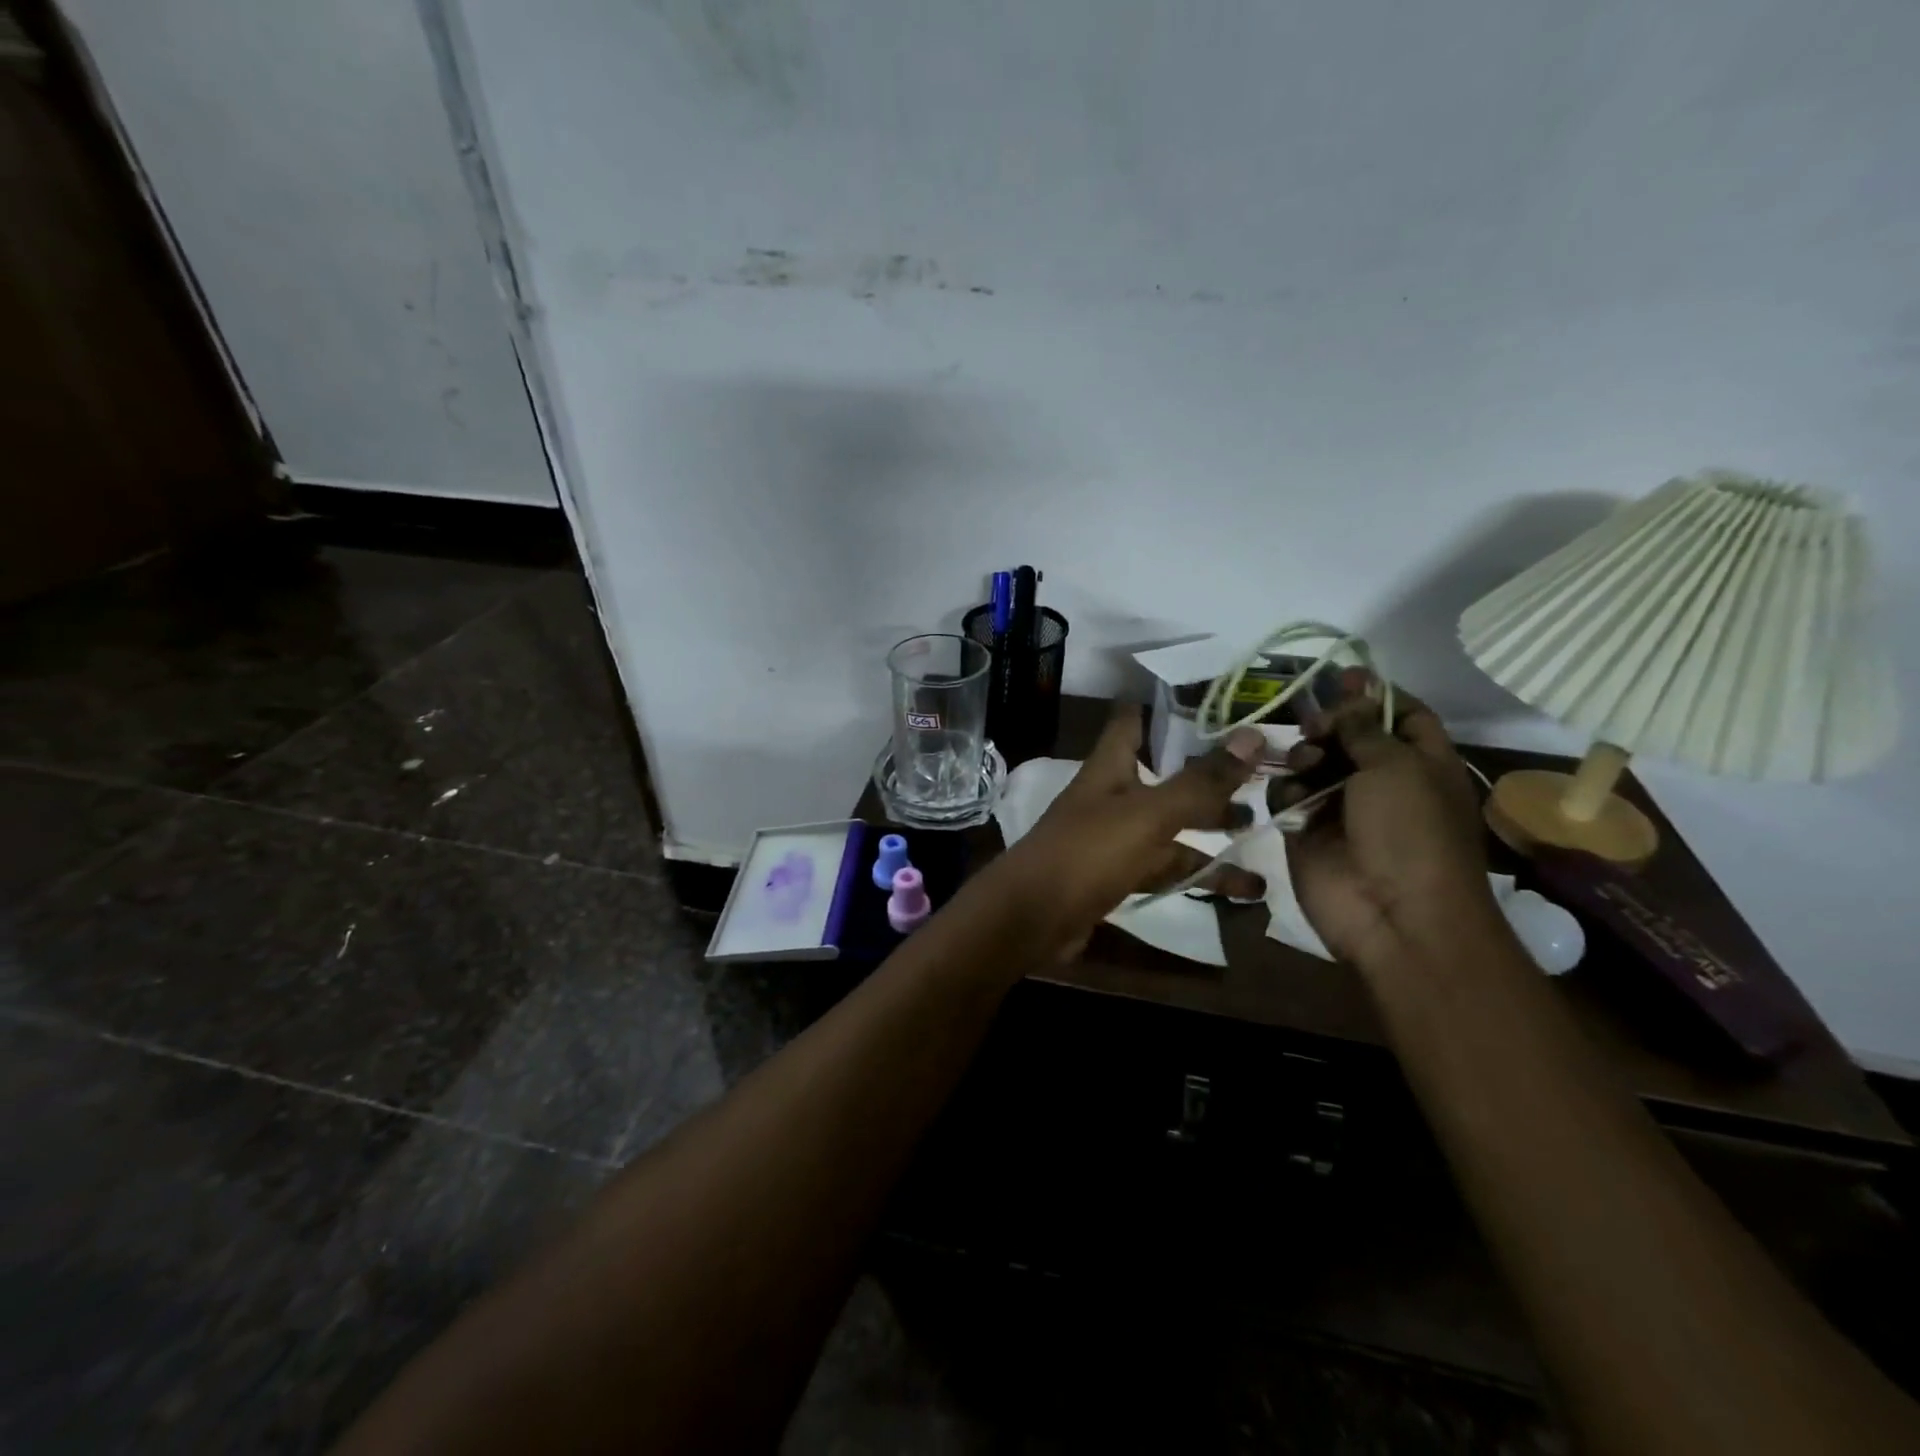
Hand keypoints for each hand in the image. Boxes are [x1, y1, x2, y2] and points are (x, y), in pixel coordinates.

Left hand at [987, 707, 1265, 956]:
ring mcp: (1114, 838)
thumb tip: (1253, 735)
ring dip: (1213, 832)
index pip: (1134, 720)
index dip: (1168, 706)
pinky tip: (1245, 890)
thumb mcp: (1148, 814)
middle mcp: (1112, 796)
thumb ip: (1200, 782)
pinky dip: (1200, 876)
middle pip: (1165, 777)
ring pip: (1171, 828)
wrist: (1032, 918)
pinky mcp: (1118, 876)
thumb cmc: (1087, 852)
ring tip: (1265, 834)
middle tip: (1263, 774)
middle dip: (1209, 777)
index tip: (1218, 700)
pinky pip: (1165, 869)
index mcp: (1110, 767)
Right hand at [1279, 672, 1499, 968]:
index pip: (1401, 714)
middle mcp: (1381, 780)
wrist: (1394, 915)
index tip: (1340, 676)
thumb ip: (1365, 726)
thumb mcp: (1396, 767)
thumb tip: (1353, 692)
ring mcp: (1341, 807)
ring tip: (1305, 767)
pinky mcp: (1305, 830)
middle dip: (1328, 723)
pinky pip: (1286, 795)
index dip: (1373, 693)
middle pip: (1348, 735)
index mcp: (1422, 762)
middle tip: (1313, 725)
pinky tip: (1292, 799)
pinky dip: (1286, 790)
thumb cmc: (1410, 833)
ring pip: (1312, 762)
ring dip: (1304, 756)